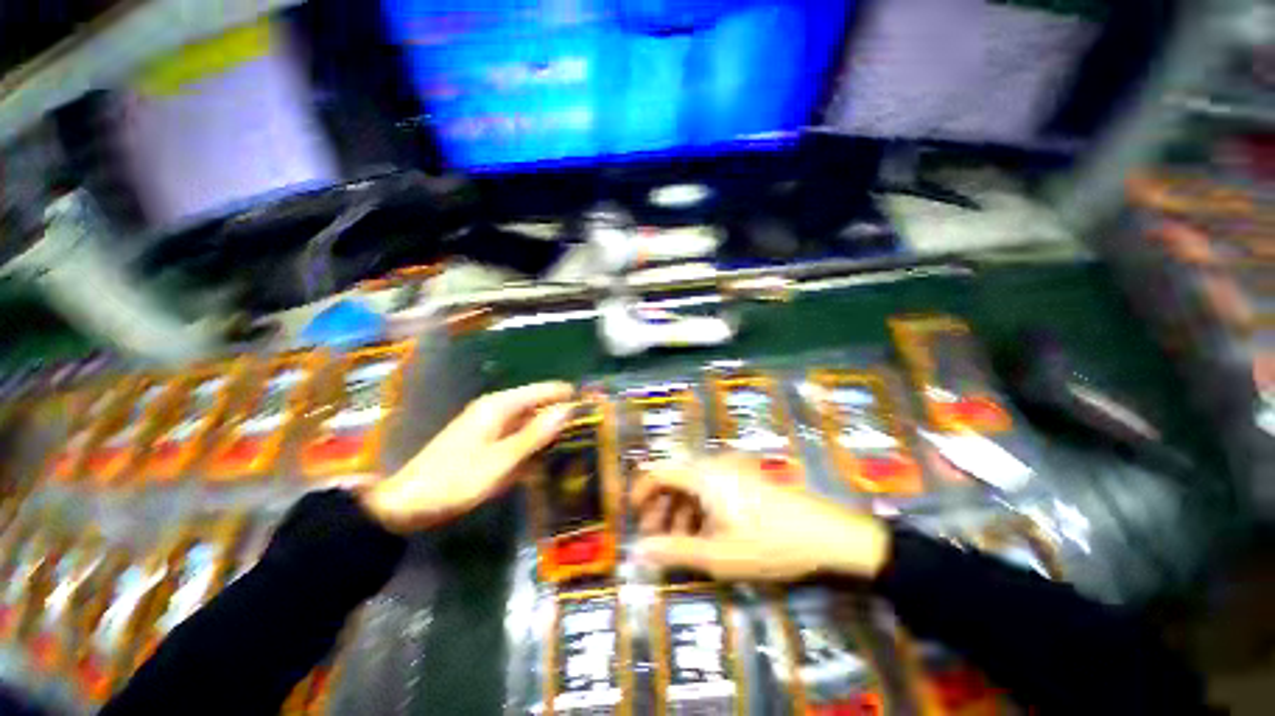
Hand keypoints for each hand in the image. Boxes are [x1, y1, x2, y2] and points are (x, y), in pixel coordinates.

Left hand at [361, 382, 575, 533]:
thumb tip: (568, 410)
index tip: (595, 408)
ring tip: (579, 447)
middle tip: (592, 433)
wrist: (407, 505)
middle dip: (563, 417)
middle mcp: (499, 410)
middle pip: (540, 406)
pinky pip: (520, 439)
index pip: (546, 390)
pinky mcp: (489, 444)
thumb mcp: (501, 460)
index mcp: (501, 406)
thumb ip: (536, 434)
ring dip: (551, 434)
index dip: (569, 397)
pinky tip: (550, 461)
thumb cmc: (455, 480)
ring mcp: (493, 427)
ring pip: (532, 424)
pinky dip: (535, 447)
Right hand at [633, 453, 890, 581]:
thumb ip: (674, 550)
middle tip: (656, 537)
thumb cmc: (769, 543)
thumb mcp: (717, 554)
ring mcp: (731, 469)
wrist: (827, 533)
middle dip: (660, 506)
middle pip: (674, 477)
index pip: (658, 472)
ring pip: (692, 484)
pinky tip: (707, 533)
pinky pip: (711, 486)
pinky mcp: (744, 476)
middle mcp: (713, 464)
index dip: (641, 493)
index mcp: (702, 474)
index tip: (634, 519)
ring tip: (681, 542)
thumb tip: (637, 552)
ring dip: (680, 509)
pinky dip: (700, 507)